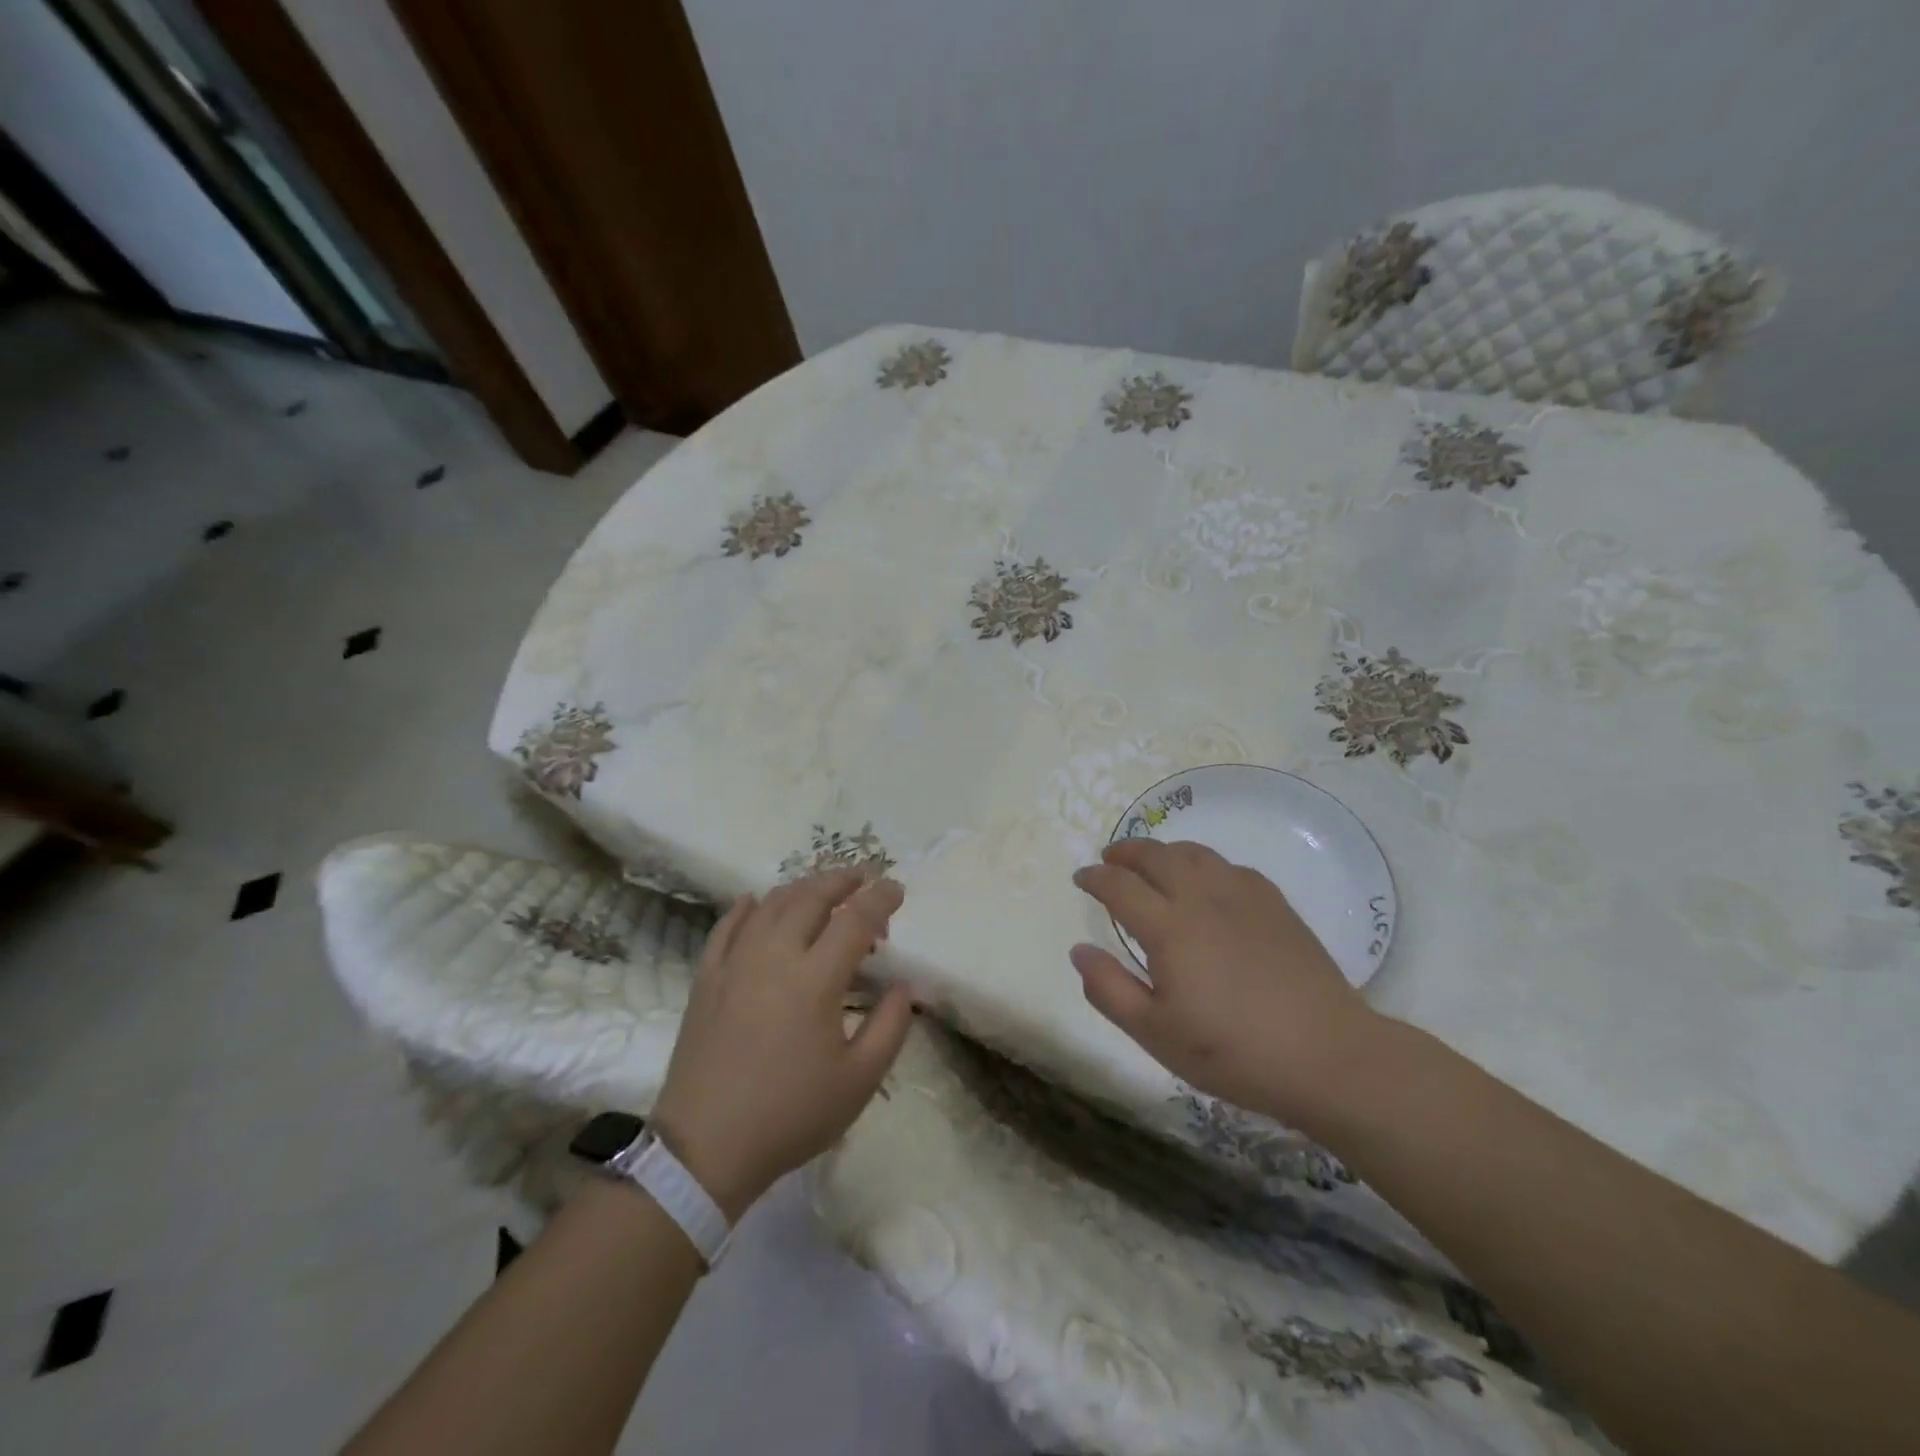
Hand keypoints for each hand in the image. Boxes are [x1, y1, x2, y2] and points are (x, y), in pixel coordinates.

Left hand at [649, 871, 912, 1218]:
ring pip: (771, 904)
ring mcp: (735, 963)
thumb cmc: (790, 1115)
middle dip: (842, 880)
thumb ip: (890, 1027)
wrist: (705, 1148)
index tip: (897, 890)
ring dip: (802, 888)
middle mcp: (774, 956)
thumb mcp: (859, 1081)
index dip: (880, 899)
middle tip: (863, 877)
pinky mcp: (707, 978)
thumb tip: (903, 986)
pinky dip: (747, 907)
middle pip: (811, 898)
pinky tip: (756, 901)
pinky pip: (727, 926)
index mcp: (815, 980)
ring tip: (822, 889)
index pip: (855, 919)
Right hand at [1070, 838, 1382, 1131]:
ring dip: (1164, 851)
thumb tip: (1079, 950)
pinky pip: (1229, 866)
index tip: (1081, 878)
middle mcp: (1201, 898)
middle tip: (1110, 858)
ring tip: (1152, 861)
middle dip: (1126, 852)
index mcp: (1168, 928)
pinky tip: (1207, 881)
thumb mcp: (1156, 1034)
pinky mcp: (1275, 903)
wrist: (1326, 1055)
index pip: (1119, 886)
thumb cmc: (1232, 1051)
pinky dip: (1204, 863)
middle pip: (1156, 856)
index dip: (1095, 878)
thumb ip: (1109, 989)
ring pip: (1194, 853)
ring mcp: (1242, 896)